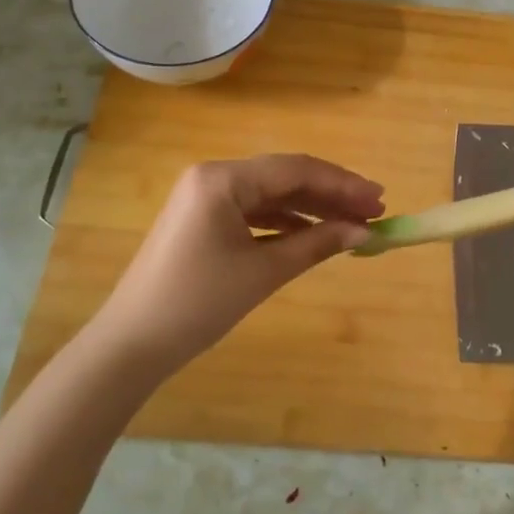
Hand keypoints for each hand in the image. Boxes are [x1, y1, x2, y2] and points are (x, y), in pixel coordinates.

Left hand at [89, 154, 383, 374]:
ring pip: (272, 194)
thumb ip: (317, 244)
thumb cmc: (199, 303)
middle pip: (285, 177)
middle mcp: (213, 177)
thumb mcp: (264, 272)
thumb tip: (364, 232)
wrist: (133, 343)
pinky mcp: (203, 220)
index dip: (343, 184)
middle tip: (374, 212)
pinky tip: (314, 235)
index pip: (296, 170)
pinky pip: (254, 211)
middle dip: (331, 195)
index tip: (379, 200)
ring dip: (312, 209)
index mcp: (223, 179)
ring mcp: (205, 198)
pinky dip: (286, 222)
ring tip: (352, 225)